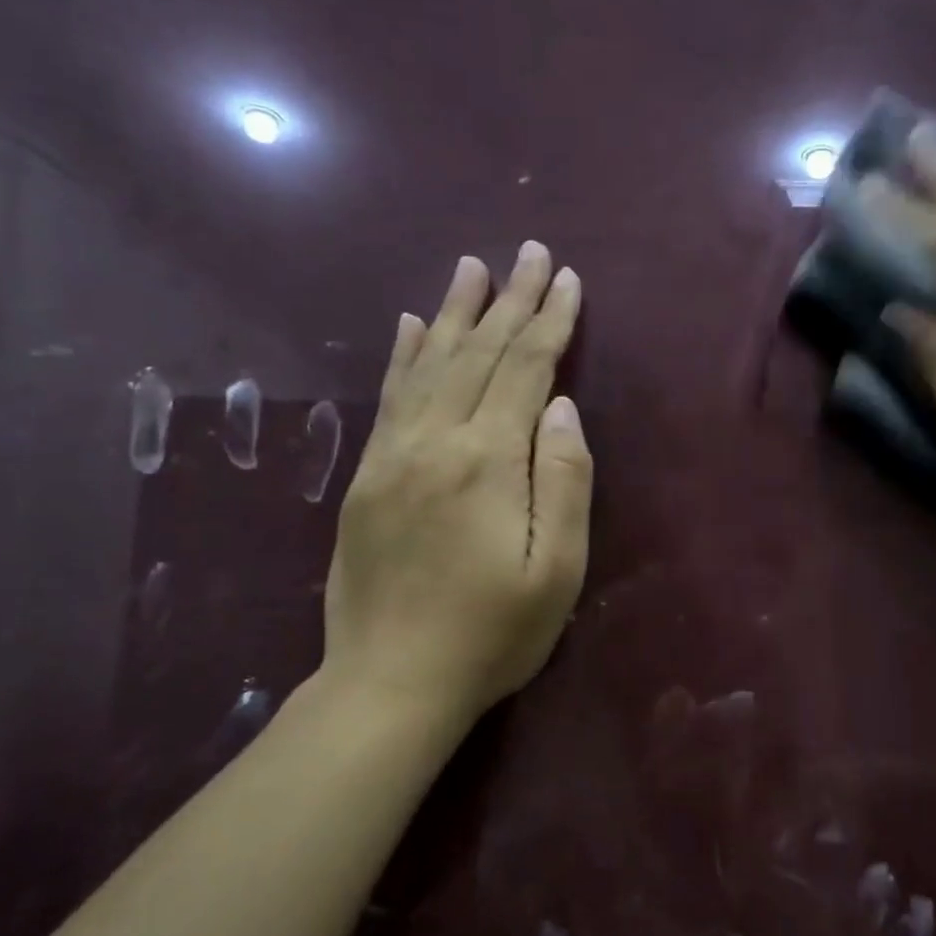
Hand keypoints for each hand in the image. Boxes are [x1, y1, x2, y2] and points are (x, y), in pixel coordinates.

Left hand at [324, 242, 591, 726]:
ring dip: (456, 312)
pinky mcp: (367, 477)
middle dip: (511, 300)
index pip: (526, 371)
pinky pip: (388, 398)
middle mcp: (436, 441)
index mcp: (489, 461)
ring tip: (473, 266)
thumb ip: (563, 481)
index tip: (568, 279)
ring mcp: (394, 456)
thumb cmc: (492, 635)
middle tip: (531, 251)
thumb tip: (562, 409)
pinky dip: (404, 355)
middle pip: (480, 354)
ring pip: (430, 364)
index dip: (550, 322)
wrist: (391, 683)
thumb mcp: (556, 570)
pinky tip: (411, 325)